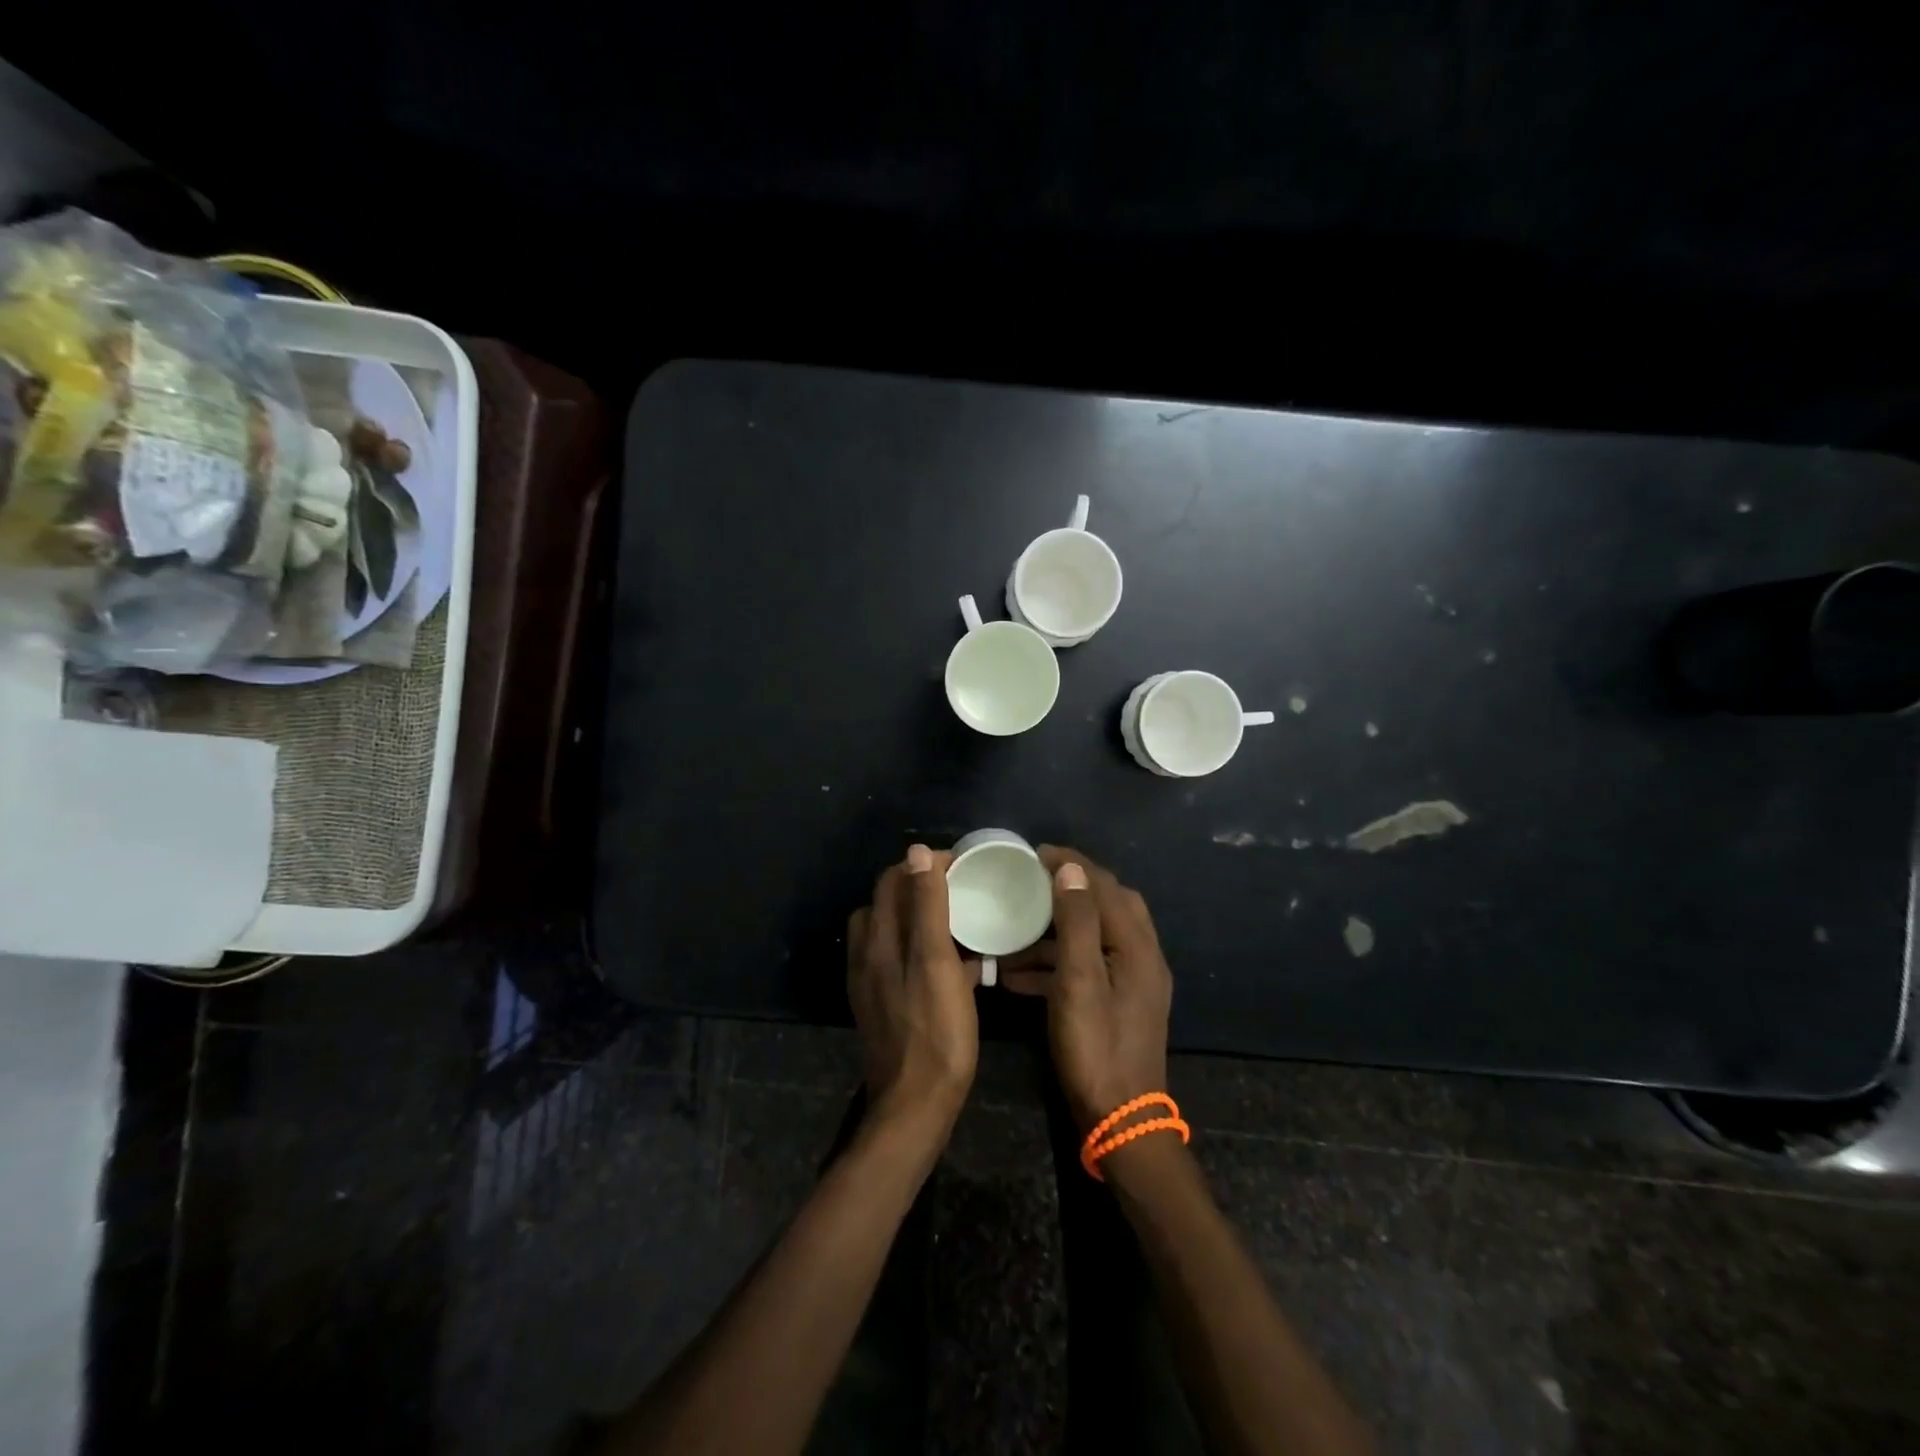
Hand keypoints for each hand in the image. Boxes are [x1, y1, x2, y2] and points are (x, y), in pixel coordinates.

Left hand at [847, 844, 979, 1135]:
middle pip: (888, 904)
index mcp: (878, 939)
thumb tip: (918, 852)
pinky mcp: (883, 1004)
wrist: (915, 1104)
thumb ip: (927, 905)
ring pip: (892, 932)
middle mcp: (867, 955)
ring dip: (918, 917)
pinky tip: (950, 965)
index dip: (923, 866)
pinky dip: (918, 948)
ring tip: (955, 921)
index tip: (960, 866)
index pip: (892, 880)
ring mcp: (872, 982)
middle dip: (919, 887)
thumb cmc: (936, 1031)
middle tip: (960, 889)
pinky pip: (899, 960)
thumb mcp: (936, 961)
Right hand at [1003, 847, 1173, 1131]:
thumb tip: (1071, 870)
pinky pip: (1088, 967)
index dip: (1071, 864)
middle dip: (1069, 889)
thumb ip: (1077, 922)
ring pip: (1094, 937)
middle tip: (1031, 882)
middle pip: (1107, 905)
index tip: (1034, 853)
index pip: (1105, 886)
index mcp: (1137, 945)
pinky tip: (1017, 975)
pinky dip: (1056, 962)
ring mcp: (1133, 982)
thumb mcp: (1079, 981)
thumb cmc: (1096, 1048)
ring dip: (1057, 929)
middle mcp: (1142, 956)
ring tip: (1014, 929)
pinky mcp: (1120, 1003)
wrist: (1120, 1121)